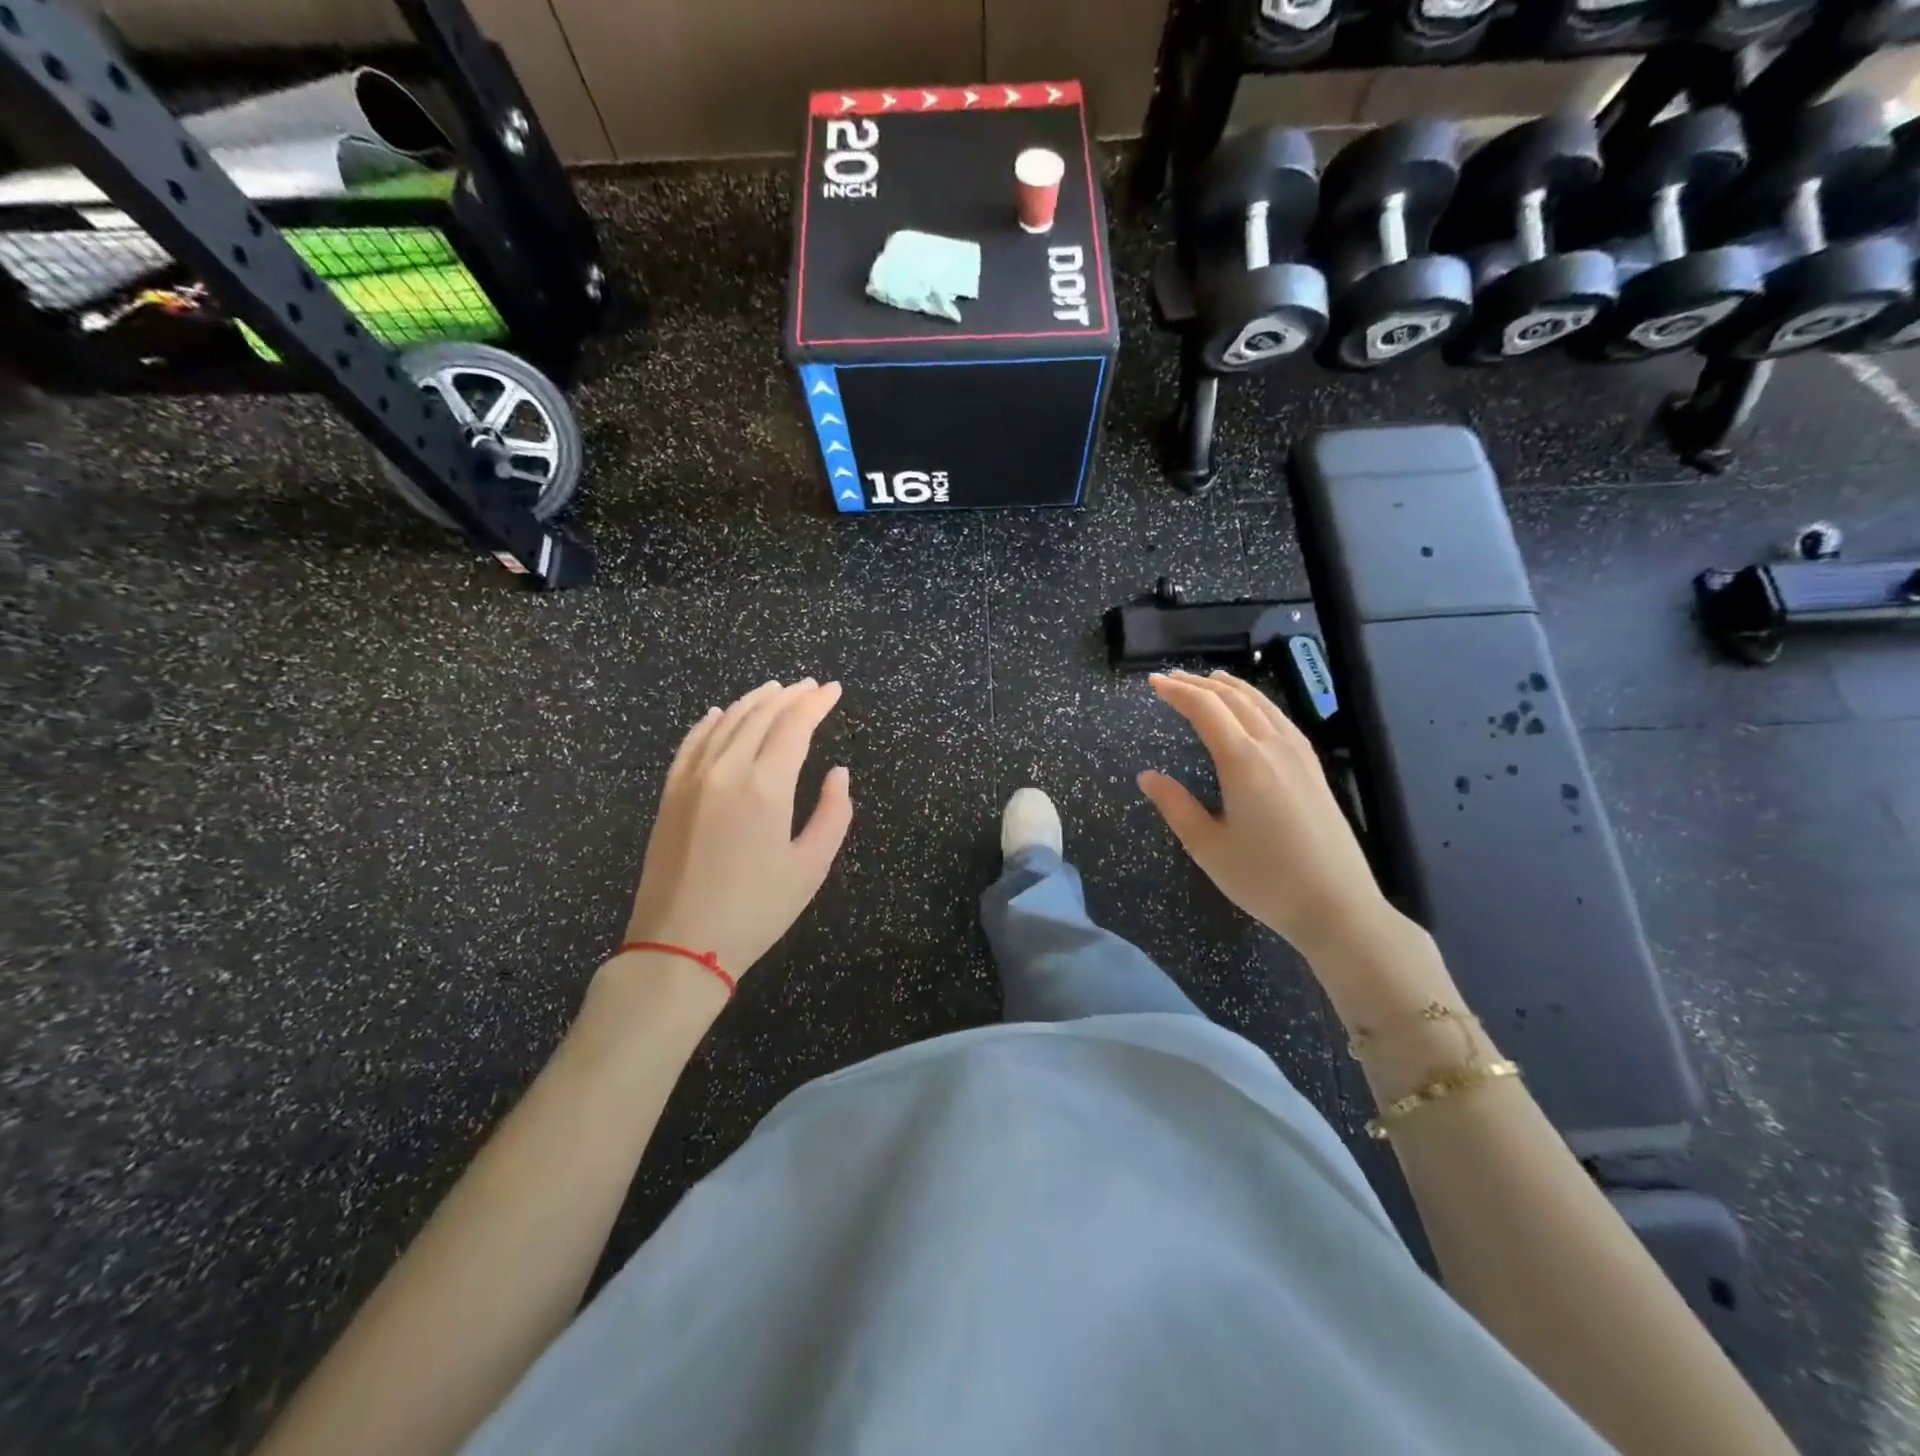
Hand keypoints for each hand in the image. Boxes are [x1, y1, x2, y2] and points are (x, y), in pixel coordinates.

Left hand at [617, 679, 852, 981]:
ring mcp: (691, 779)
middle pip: (760, 716)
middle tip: (811, 686)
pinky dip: (708, 722)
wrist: (680, 945)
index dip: (816, 704)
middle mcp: (726, 770)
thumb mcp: (811, 867)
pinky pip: (690, 743)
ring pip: (725, 722)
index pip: (794, 726)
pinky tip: (718, 713)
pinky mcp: (670, 794)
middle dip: (789, 696)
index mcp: (765, 786)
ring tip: (774, 689)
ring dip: (752, 701)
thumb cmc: (756, 910)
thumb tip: (838, 772)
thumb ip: (832, 813)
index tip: (834, 690)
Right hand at [1138, 670, 1397, 962]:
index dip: (1177, 692)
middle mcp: (1272, 747)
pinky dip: (1258, 703)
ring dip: (1231, 688)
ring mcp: (1299, 755)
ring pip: (1261, 704)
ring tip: (1209, 680)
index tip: (1152, 682)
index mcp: (1243, 761)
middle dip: (1199, 684)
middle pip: (1233, 699)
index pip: (1205, 709)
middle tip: (1171, 678)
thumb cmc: (1265, 879)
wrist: (1337, 905)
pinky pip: (1281, 719)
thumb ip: (1175, 806)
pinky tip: (1254, 710)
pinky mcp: (1314, 768)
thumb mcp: (1207, 847)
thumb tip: (1147, 776)